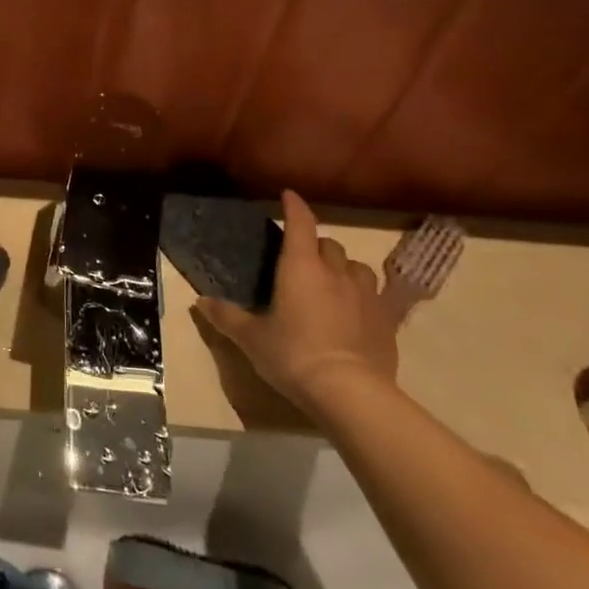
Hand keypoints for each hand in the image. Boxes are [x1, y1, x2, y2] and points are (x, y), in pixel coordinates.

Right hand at [194, 191, 398, 413]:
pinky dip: (364, 295)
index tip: (288, 195)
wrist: (350, 393)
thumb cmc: (293, 355)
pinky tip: (357, 311)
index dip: (294, 206)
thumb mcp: (251, 338)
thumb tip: (200, 302)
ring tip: (332, 283)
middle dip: (316, 245)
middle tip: (301, 260)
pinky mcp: (387, 320)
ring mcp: (366, 295)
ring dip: (343, 268)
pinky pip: (378, 295)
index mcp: (300, 267)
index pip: (300, 224)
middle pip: (329, 244)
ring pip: (357, 267)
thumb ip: (226, 316)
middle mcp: (335, 272)